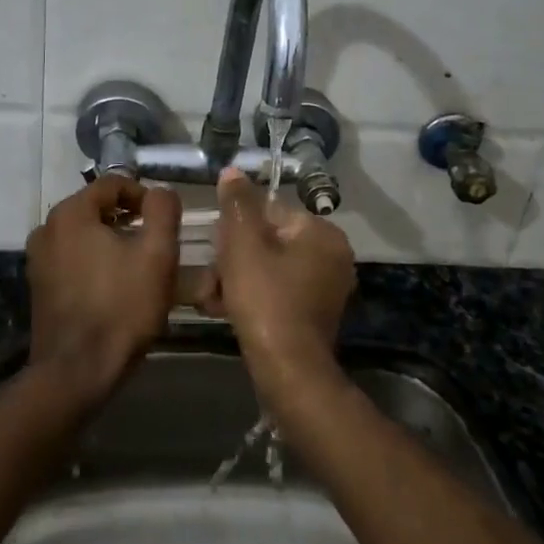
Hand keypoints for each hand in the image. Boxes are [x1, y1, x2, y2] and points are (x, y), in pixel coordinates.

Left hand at [25, 174, 180, 407]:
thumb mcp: (157, 254)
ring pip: (85, 234)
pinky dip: (95, 261)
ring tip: (139, 266)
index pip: (114, 184)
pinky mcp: (39, 285)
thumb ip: (163, 211)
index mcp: (71, 212)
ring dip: (113, 241)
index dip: (145, 196)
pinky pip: (72, 257)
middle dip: (129, 220)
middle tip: (156, 244)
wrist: (77, 372)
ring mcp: (38, 258)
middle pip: (97, 208)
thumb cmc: (121, 307)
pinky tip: (115, 286)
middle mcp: (47, 227)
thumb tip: (160, 192)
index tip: (165, 220)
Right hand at [200, 168, 355, 402]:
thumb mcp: (243, 243)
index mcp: (322, 233)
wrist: (287, 371)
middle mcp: (332, 256)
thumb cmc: (265, 299)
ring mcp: (325, 288)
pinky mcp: (314, 315)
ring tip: (211, 297)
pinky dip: (251, 297)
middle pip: (267, 241)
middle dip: (232, 258)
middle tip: (211, 278)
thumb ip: (237, 203)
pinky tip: (224, 309)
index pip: (270, 211)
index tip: (216, 248)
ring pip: (268, 268)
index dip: (236, 227)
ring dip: (236, 278)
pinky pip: (276, 292)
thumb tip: (233, 171)